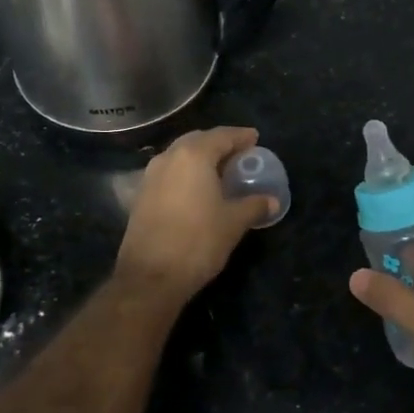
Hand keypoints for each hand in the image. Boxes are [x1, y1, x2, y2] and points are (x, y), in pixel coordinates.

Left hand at [117, 126, 272, 301]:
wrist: (150, 276)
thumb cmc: (198, 241)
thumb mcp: (233, 223)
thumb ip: (254, 205)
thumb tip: (272, 200)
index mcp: (193, 156)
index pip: (221, 136)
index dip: (240, 136)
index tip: (255, 138)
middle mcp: (168, 158)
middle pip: (197, 141)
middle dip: (219, 144)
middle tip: (239, 154)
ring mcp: (150, 176)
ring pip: (180, 156)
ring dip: (200, 158)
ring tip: (220, 171)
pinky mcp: (141, 196)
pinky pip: (169, 173)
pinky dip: (186, 174)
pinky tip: (197, 190)